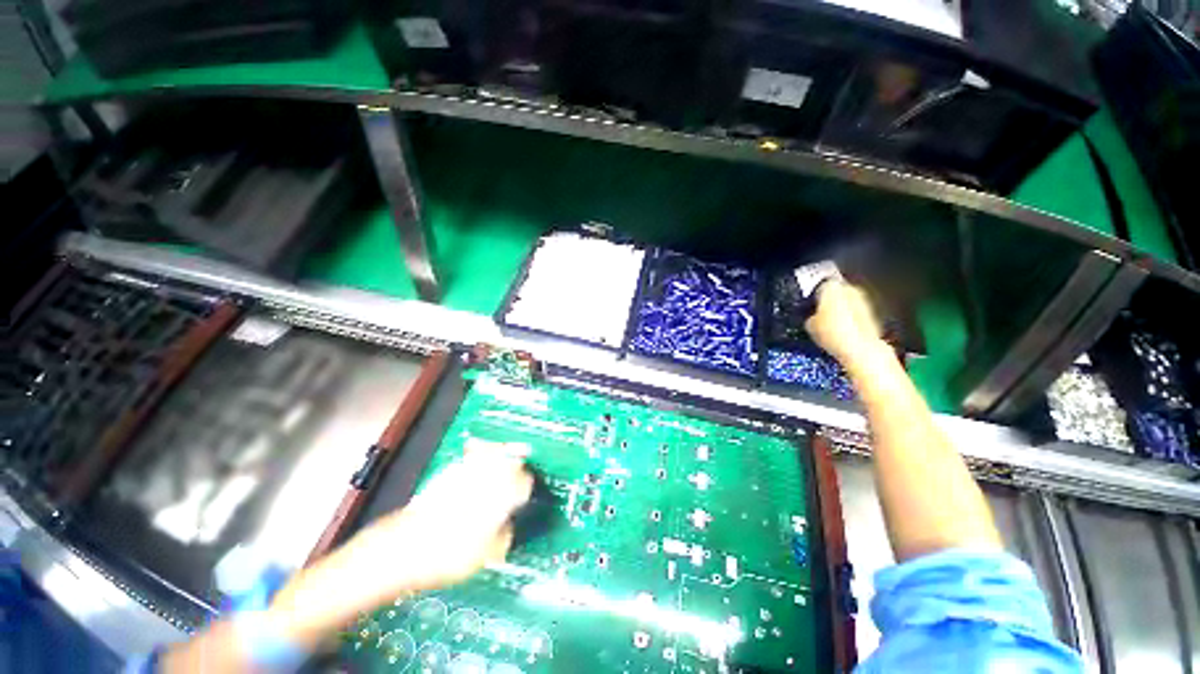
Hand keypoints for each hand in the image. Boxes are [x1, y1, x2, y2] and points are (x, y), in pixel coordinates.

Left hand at [265, 448, 532, 648]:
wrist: (392, 553)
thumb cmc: (438, 560)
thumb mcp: (478, 560)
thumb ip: (501, 539)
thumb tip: (507, 527)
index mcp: (494, 500)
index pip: (521, 483)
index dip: (527, 485)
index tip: (527, 490)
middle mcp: (480, 482)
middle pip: (507, 459)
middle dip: (517, 459)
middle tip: (522, 461)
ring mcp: (460, 476)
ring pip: (488, 453)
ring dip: (500, 452)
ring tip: (507, 453)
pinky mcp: (444, 477)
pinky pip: (469, 458)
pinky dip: (479, 454)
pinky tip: (480, 458)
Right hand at [805, 280, 884, 365]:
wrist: (861, 349)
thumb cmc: (831, 333)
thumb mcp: (809, 325)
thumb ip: (810, 316)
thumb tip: (813, 317)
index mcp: (831, 286)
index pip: (819, 287)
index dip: (814, 298)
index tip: (809, 308)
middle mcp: (850, 288)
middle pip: (837, 293)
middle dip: (830, 303)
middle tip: (820, 316)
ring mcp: (865, 301)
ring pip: (848, 303)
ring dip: (842, 311)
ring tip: (831, 326)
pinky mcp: (874, 314)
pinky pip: (857, 314)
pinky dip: (852, 320)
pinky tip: (844, 332)